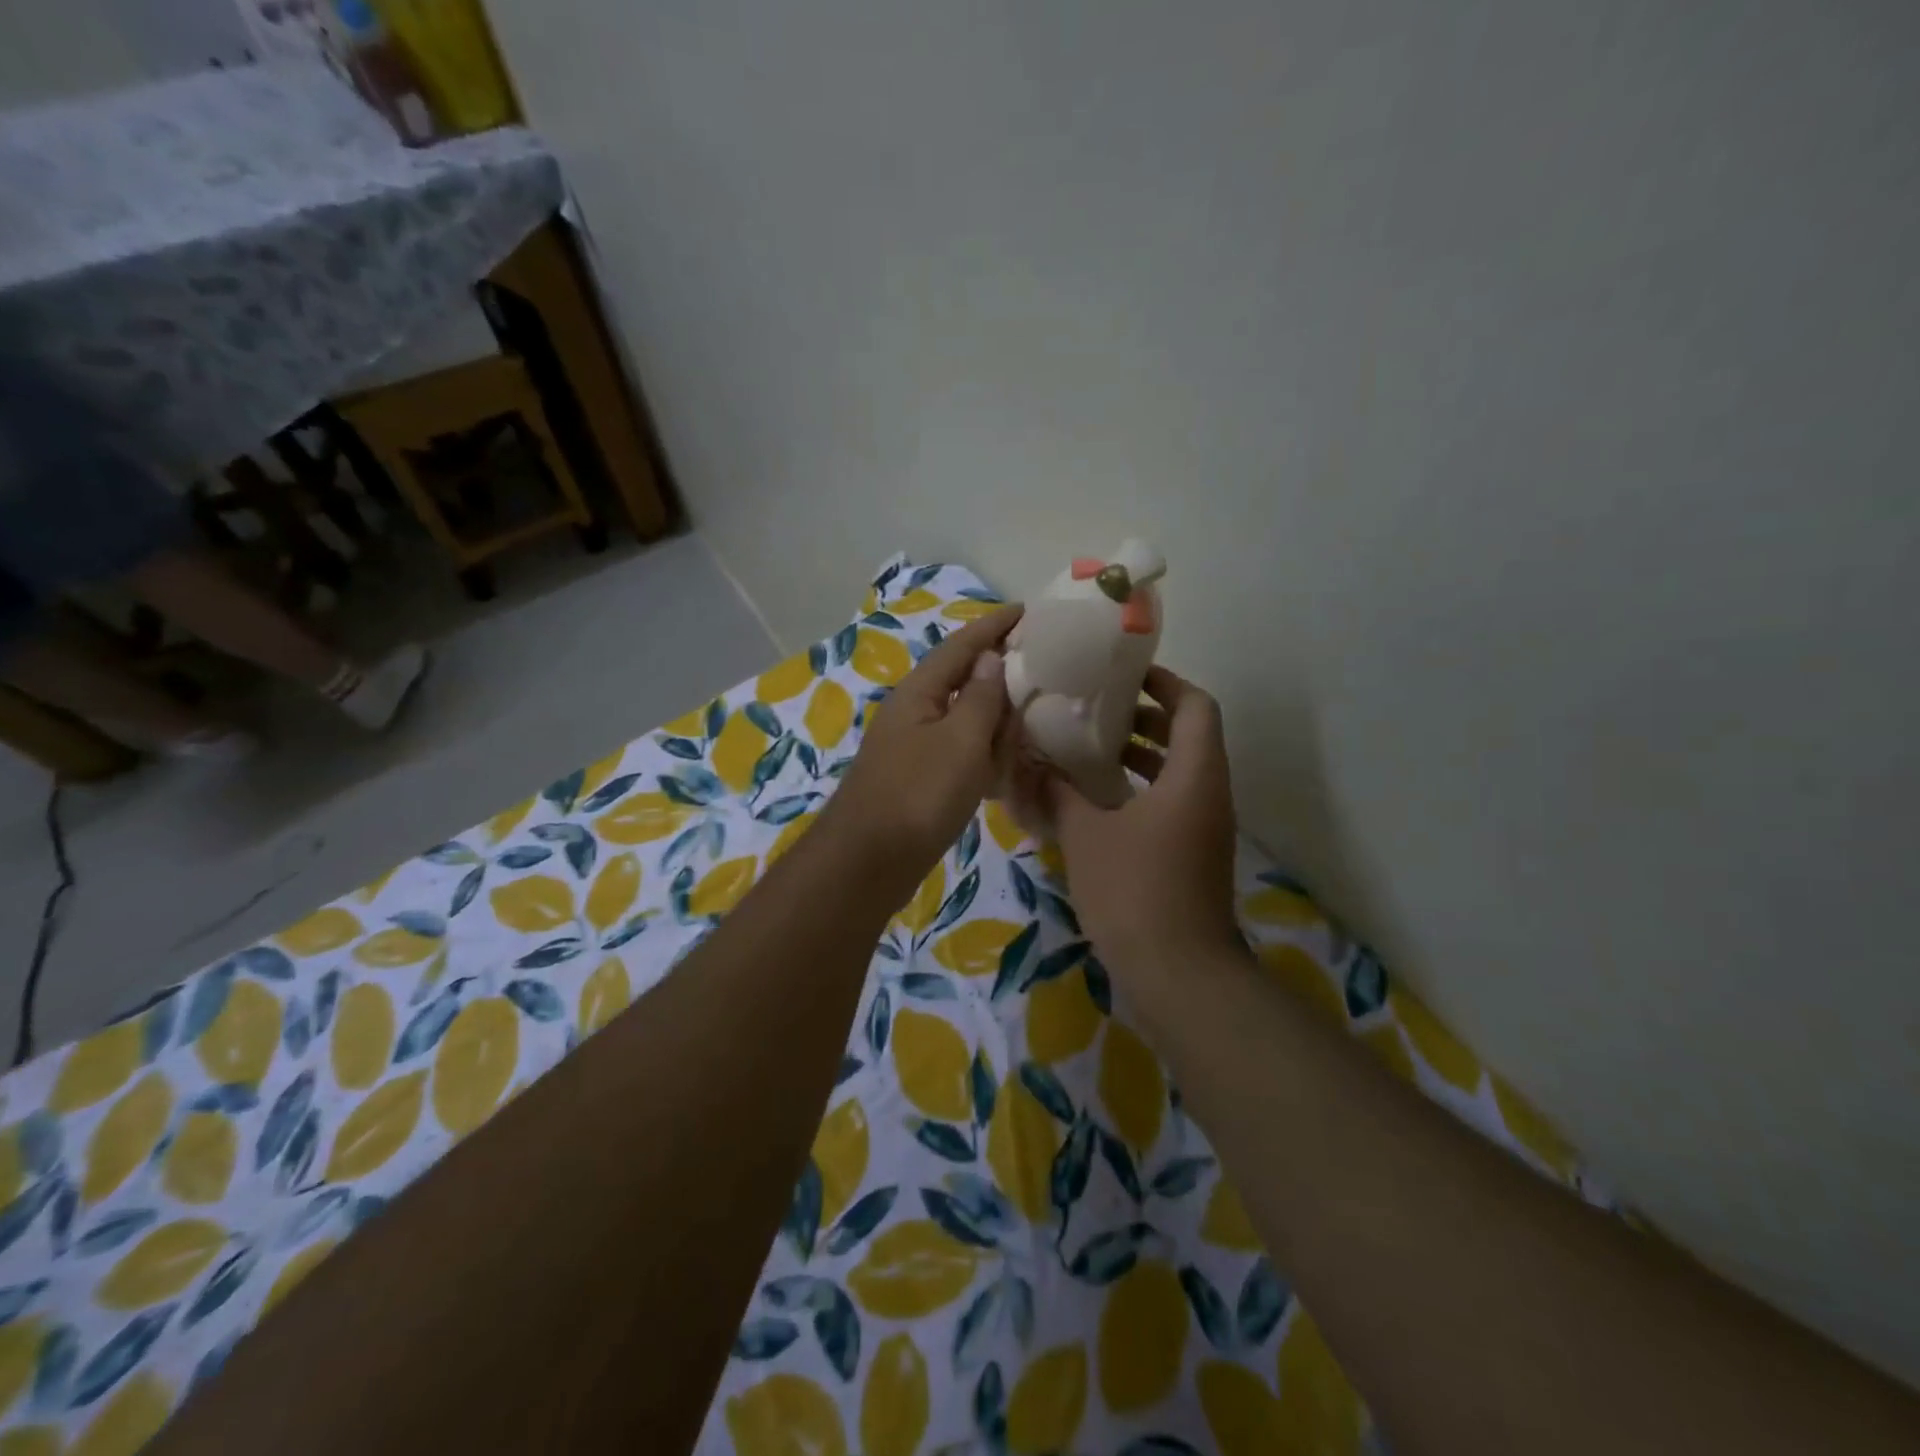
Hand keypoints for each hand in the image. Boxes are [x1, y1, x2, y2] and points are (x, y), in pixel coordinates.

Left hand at [829, 604, 1023, 875]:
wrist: (869, 862)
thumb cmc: (918, 795)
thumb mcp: (960, 742)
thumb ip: (979, 698)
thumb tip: (989, 658)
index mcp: (919, 693)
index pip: (961, 646)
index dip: (993, 626)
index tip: (1026, 610)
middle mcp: (913, 713)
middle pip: (960, 679)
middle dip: (996, 669)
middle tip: (1039, 663)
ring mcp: (914, 748)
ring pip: (962, 718)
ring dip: (993, 713)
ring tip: (1031, 709)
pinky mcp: (919, 779)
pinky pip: (959, 751)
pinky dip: (983, 750)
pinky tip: (1004, 761)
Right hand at [1044, 666, 1240, 976]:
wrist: (1179, 974)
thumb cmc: (1134, 891)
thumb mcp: (1085, 836)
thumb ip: (1058, 793)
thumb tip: (1030, 764)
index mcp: (1194, 775)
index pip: (1195, 706)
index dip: (1165, 682)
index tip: (1124, 676)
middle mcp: (1209, 794)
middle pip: (1189, 735)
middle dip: (1145, 717)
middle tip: (1096, 710)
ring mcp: (1205, 827)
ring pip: (1179, 771)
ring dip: (1141, 755)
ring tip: (1090, 749)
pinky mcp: (1194, 854)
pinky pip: (1172, 802)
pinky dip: (1140, 789)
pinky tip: (1097, 801)